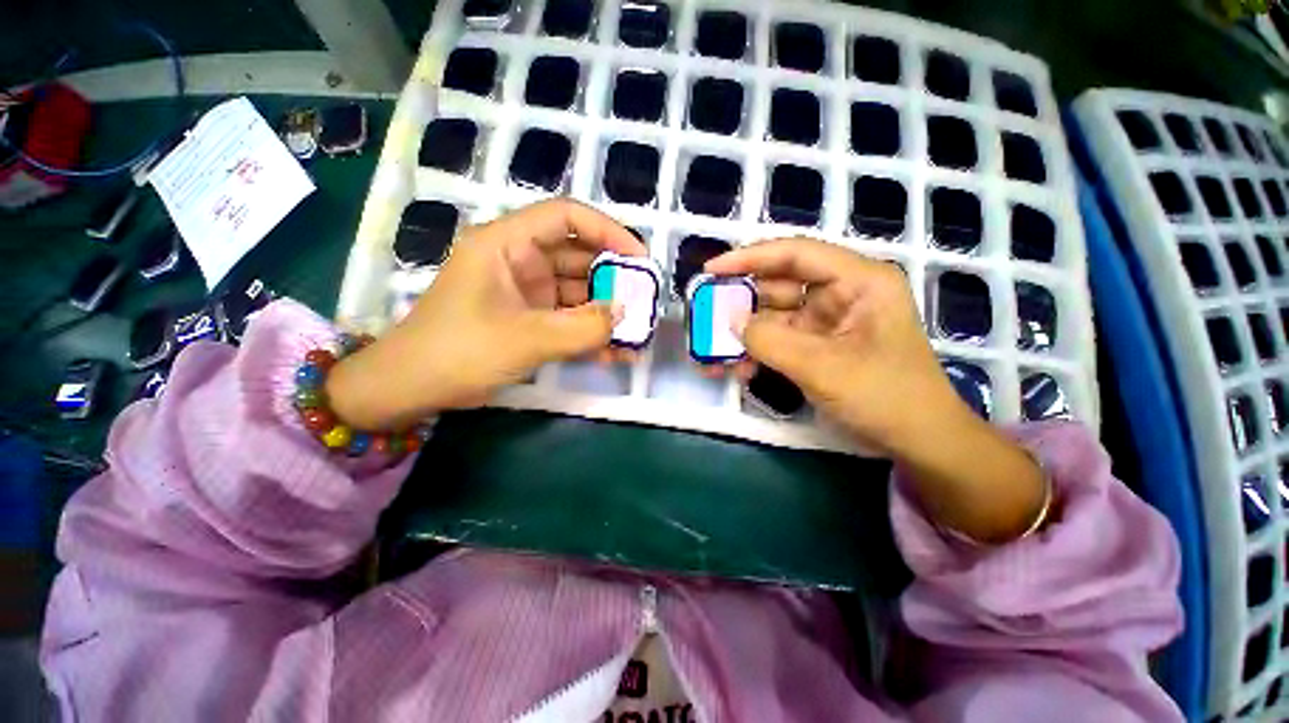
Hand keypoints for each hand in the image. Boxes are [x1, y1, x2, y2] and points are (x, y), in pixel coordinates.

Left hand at [327, 199, 644, 429]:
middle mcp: (519, 261)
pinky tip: (614, 352)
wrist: (413, 389)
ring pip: (576, 291)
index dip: (608, 231)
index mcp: (507, 243)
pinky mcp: (529, 318)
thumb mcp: (527, 339)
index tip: (639, 258)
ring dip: (605, 312)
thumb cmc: (459, 352)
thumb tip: (624, 315)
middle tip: (644, 300)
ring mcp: (525, 292)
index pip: (566, 217)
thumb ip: (583, 328)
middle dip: (613, 278)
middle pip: (577, 256)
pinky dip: (590, 332)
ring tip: (636, 332)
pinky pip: (567, 318)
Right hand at [707, 238, 960, 453]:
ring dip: (744, 334)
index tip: (712, 269)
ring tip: (712, 352)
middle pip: (779, 285)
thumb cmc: (886, 397)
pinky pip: (778, 340)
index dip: (750, 257)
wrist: (918, 441)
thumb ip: (771, 341)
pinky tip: (736, 369)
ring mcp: (827, 322)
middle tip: (705, 315)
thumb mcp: (824, 367)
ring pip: (774, 316)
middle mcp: (841, 293)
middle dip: (741, 303)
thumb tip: (731, 322)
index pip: (796, 254)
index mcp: (858, 281)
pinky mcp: (817, 346)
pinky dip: (757, 352)